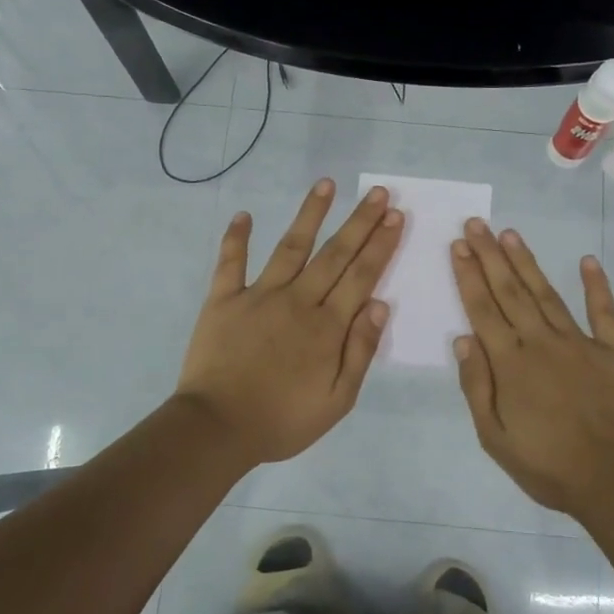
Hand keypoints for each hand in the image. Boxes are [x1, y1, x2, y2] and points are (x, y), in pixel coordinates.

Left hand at [175, 178, 403, 464]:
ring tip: (326, 184)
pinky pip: (230, 263)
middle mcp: (297, 300)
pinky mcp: (223, 300)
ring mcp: (258, 296)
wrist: (217, 428)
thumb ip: (360, 351)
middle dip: (360, 221)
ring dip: (310, 214)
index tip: (395, 216)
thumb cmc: (282, 420)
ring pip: (290, 246)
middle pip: (334, 254)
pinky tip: (244, 215)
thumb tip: (381, 304)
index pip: (362, 276)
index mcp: (327, 326)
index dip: (381, 244)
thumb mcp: (337, 400)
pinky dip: (236, 238)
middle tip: (378, 192)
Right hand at [450, 219, 613, 518]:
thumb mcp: (495, 438)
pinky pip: (605, 311)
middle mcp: (541, 342)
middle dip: (490, 256)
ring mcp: (581, 342)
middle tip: (476, 224)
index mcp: (510, 363)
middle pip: (510, 291)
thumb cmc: (549, 466)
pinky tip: (588, 261)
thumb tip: (462, 339)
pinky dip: (597, 285)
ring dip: (526, 262)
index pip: (482, 310)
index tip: (458, 246)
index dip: (468, 276)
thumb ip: (476, 386)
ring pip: (547, 293)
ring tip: (510, 234)